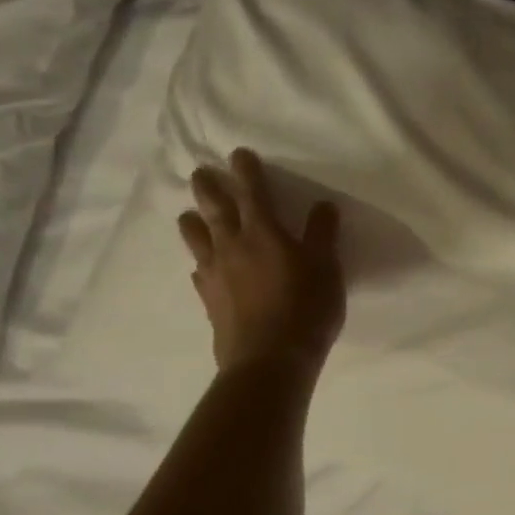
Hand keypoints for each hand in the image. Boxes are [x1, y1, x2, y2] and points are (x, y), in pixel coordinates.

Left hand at [177, 148, 345, 371]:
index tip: (238, 154)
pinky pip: (198, 273)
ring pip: (197, 240)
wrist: (269, 360)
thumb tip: (322, 205)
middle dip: (208, 188)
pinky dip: (199, 262)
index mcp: (263, 233)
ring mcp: (216, 275)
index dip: (246, 171)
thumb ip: (322, 234)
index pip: (252, 193)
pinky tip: (200, 267)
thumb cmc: (306, 307)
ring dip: (192, 222)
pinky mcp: (209, 301)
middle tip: (200, 173)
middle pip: (214, 210)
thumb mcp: (326, 267)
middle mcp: (232, 247)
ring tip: (188, 215)